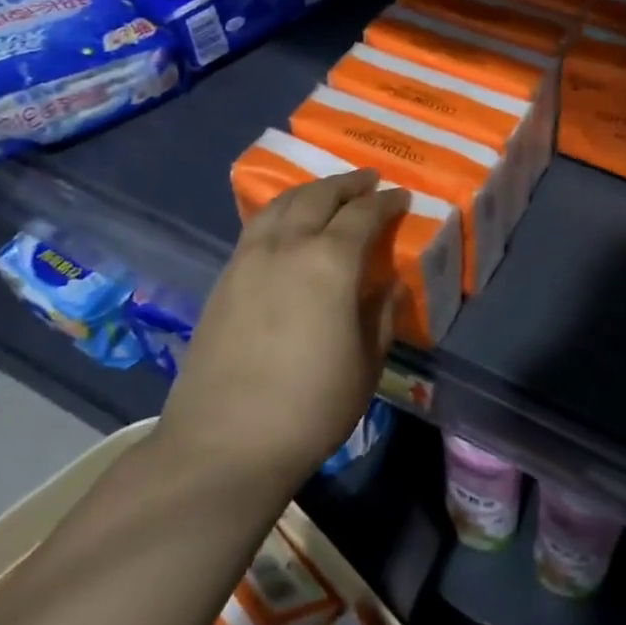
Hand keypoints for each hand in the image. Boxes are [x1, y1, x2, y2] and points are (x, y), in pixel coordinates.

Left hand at [159, 170, 407, 484]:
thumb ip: (381, 315)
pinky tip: (287, 226)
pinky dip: (280, 212)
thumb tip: (388, 283)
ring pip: (281, 204)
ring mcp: (248, 259)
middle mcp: (287, 246)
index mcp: (329, 263)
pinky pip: (257, 226)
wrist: (224, 444)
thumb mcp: (366, 364)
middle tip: (368, 181)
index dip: (385, 202)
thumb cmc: (310, 408)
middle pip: (318, 196)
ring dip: (310, 191)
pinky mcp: (224, 278)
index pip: (363, 215)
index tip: (402, 196)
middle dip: (347, 184)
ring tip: (328, 193)